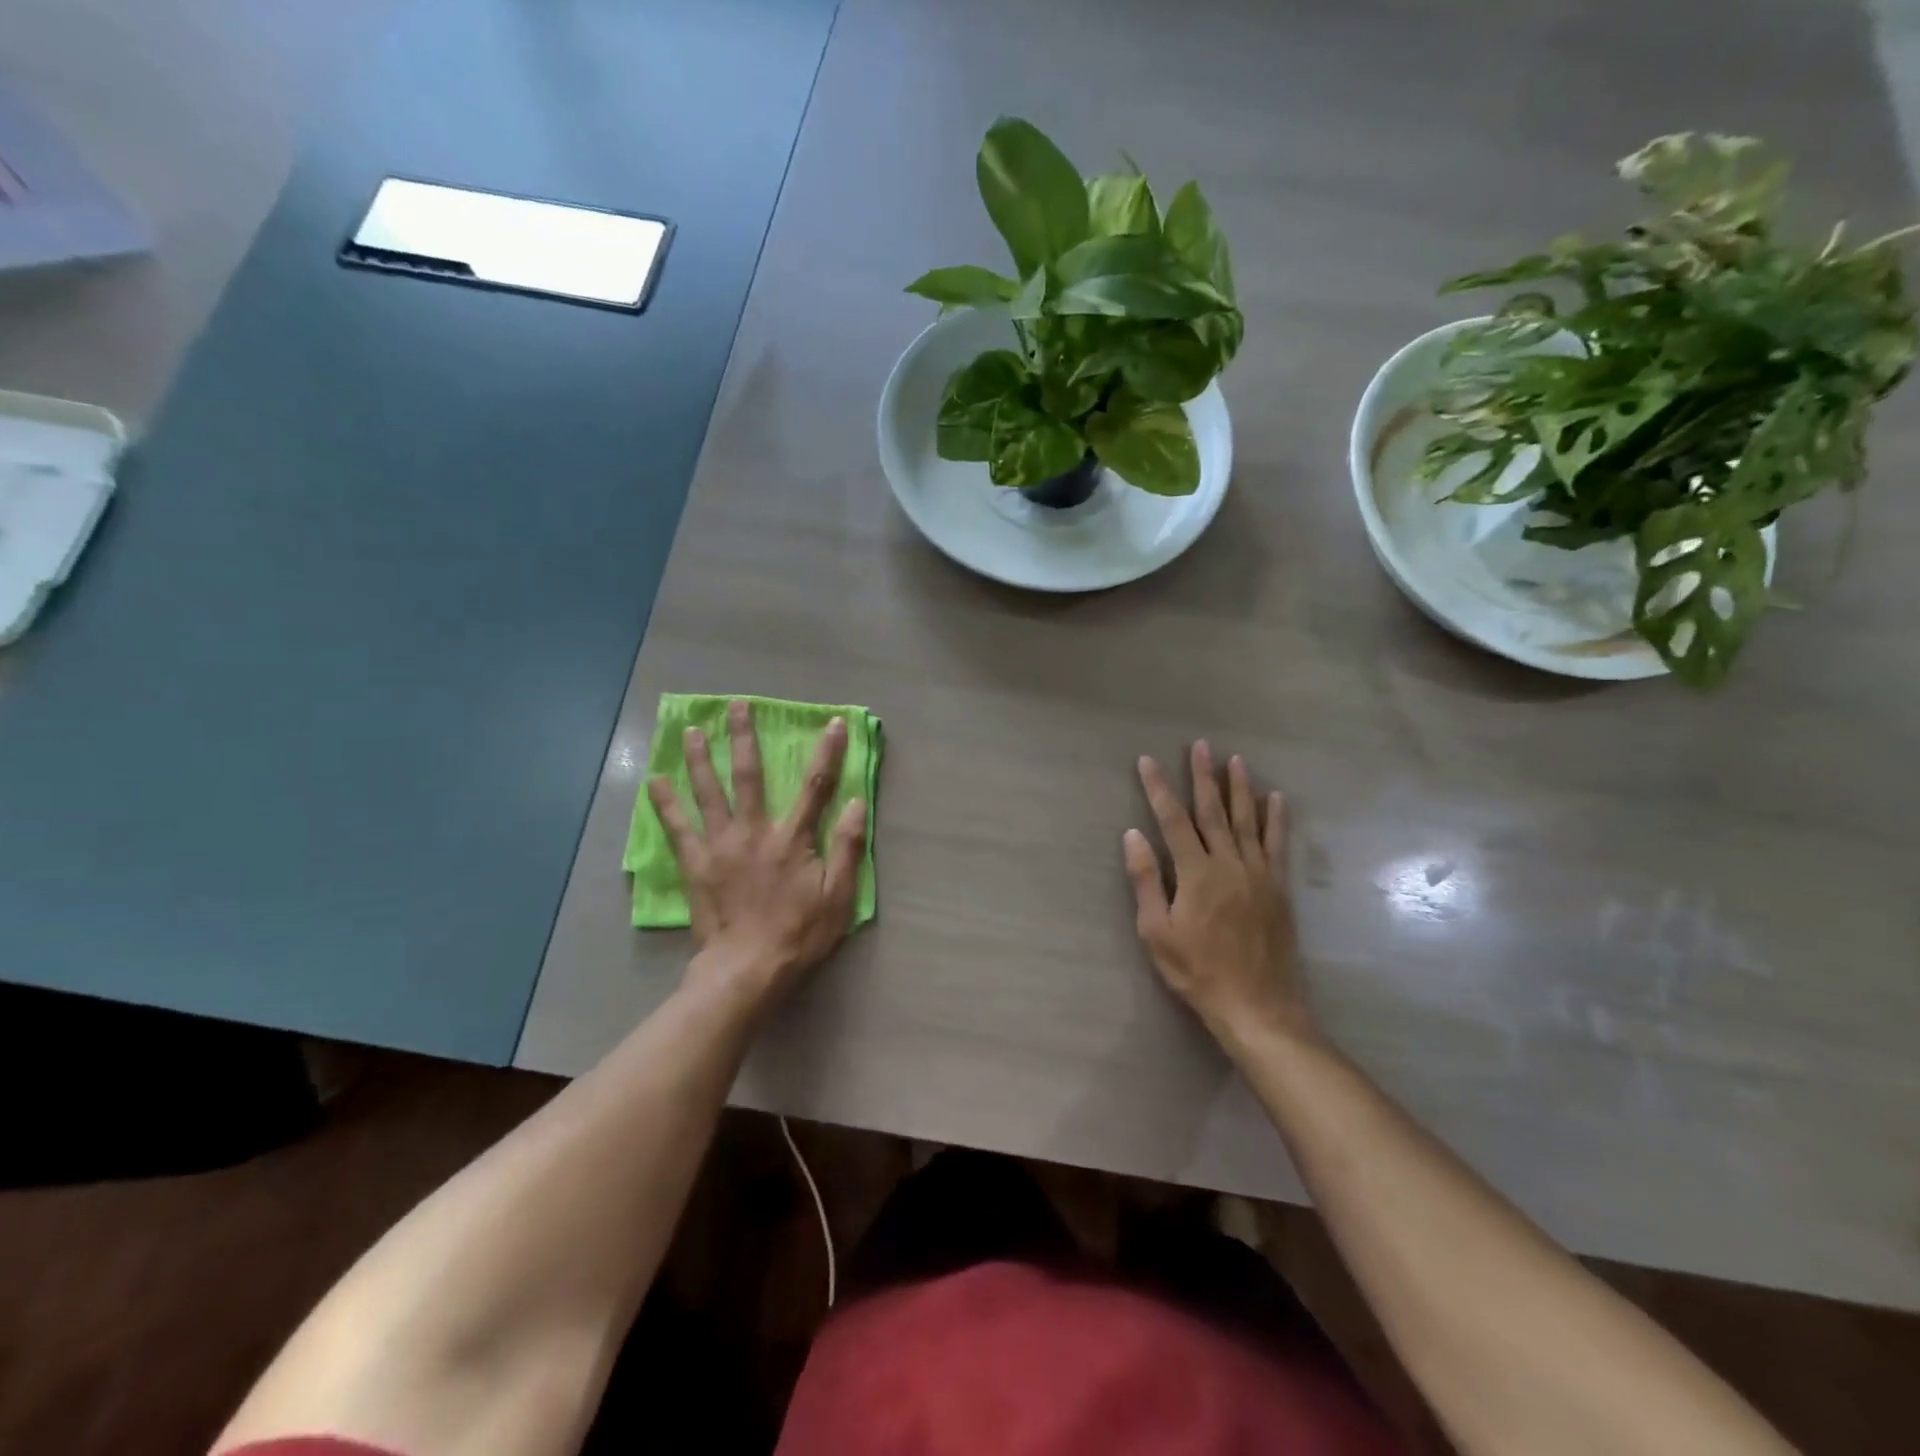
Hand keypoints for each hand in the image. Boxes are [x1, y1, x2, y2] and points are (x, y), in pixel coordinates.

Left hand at [648, 700, 866, 1006]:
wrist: (747, 969)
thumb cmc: (800, 934)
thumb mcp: (839, 895)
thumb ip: (846, 847)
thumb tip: (854, 802)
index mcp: (792, 838)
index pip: (814, 785)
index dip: (827, 751)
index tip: (834, 722)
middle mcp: (753, 831)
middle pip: (749, 775)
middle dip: (744, 737)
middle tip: (736, 705)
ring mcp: (720, 846)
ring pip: (707, 792)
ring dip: (700, 758)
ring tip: (692, 730)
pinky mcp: (696, 864)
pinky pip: (677, 828)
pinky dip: (664, 803)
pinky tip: (654, 781)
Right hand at [1124, 743, 1313, 1046]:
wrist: (1256, 1006)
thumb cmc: (1197, 971)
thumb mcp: (1157, 931)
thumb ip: (1145, 880)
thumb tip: (1133, 835)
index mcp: (1196, 873)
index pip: (1172, 820)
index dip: (1159, 788)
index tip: (1148, 761)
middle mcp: (1229, 864)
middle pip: (1213, 811)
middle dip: (1203, 776)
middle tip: (1200, 745)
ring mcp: (1258, 874)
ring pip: (1247, 821)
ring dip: (1240, 788)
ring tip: (1235, 760)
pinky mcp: (1278, 888)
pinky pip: (1277, 845)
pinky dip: (1276, 819)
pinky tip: (1276, 799)